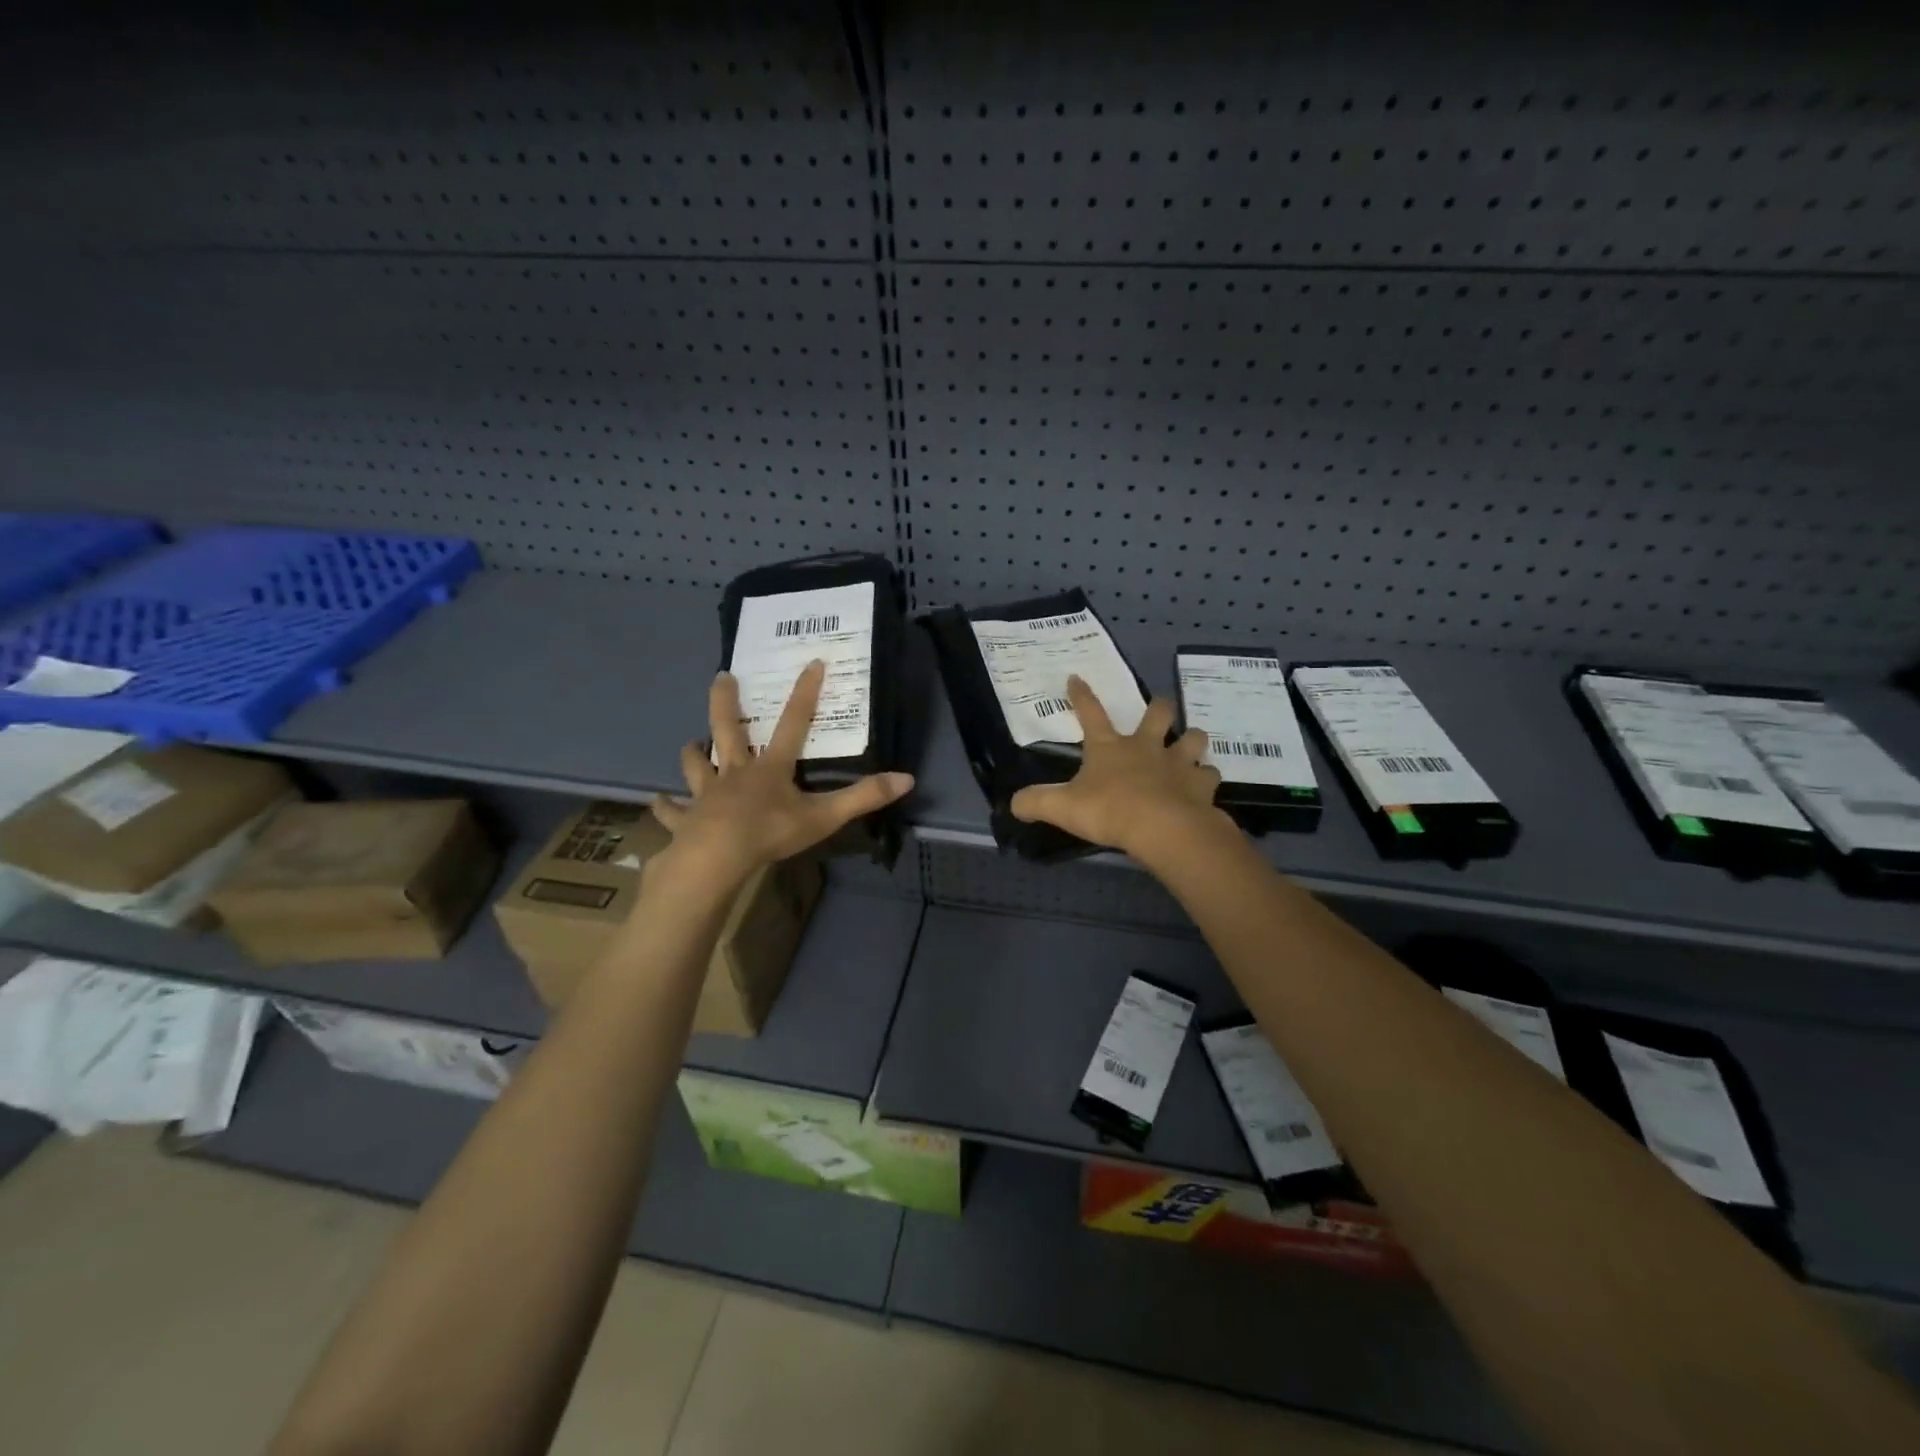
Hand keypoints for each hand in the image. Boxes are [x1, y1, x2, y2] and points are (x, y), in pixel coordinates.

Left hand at [650, 661, 913, 884]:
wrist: (717, 858)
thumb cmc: (770, 833)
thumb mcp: (824, 816)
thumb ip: (864, 797)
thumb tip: (907, 778)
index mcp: (770, 768)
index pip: (794, 723)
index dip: (805, 693)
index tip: (811, 662)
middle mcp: (735, 773)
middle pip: (727, 731)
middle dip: (726, 703)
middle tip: (721, 677)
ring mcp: (706, 795)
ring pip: (696, 766)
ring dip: (692, 754)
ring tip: (688, 744)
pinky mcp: (686, 820)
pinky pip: (672, 811)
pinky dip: (666, 807)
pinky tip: (658, 803)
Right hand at [1009, 675, 1230, 861]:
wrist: (1163, 828)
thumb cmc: (1110, 811)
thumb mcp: (1062, 808)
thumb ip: (1036, 802)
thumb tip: (1013, 802)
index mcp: (1110, 747)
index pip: (1091, 713)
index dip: (1081, 695)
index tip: (1076, 677)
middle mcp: (1147, 747)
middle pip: (1158, 714)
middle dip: (1159, 709)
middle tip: (1159, 712)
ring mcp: (1178, 764)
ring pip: (1193, 739)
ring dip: (1192, 741)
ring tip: (1190, 750)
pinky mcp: (1201, 785)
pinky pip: (1210, 776)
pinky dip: (1206, 779)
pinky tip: (1203, 788)